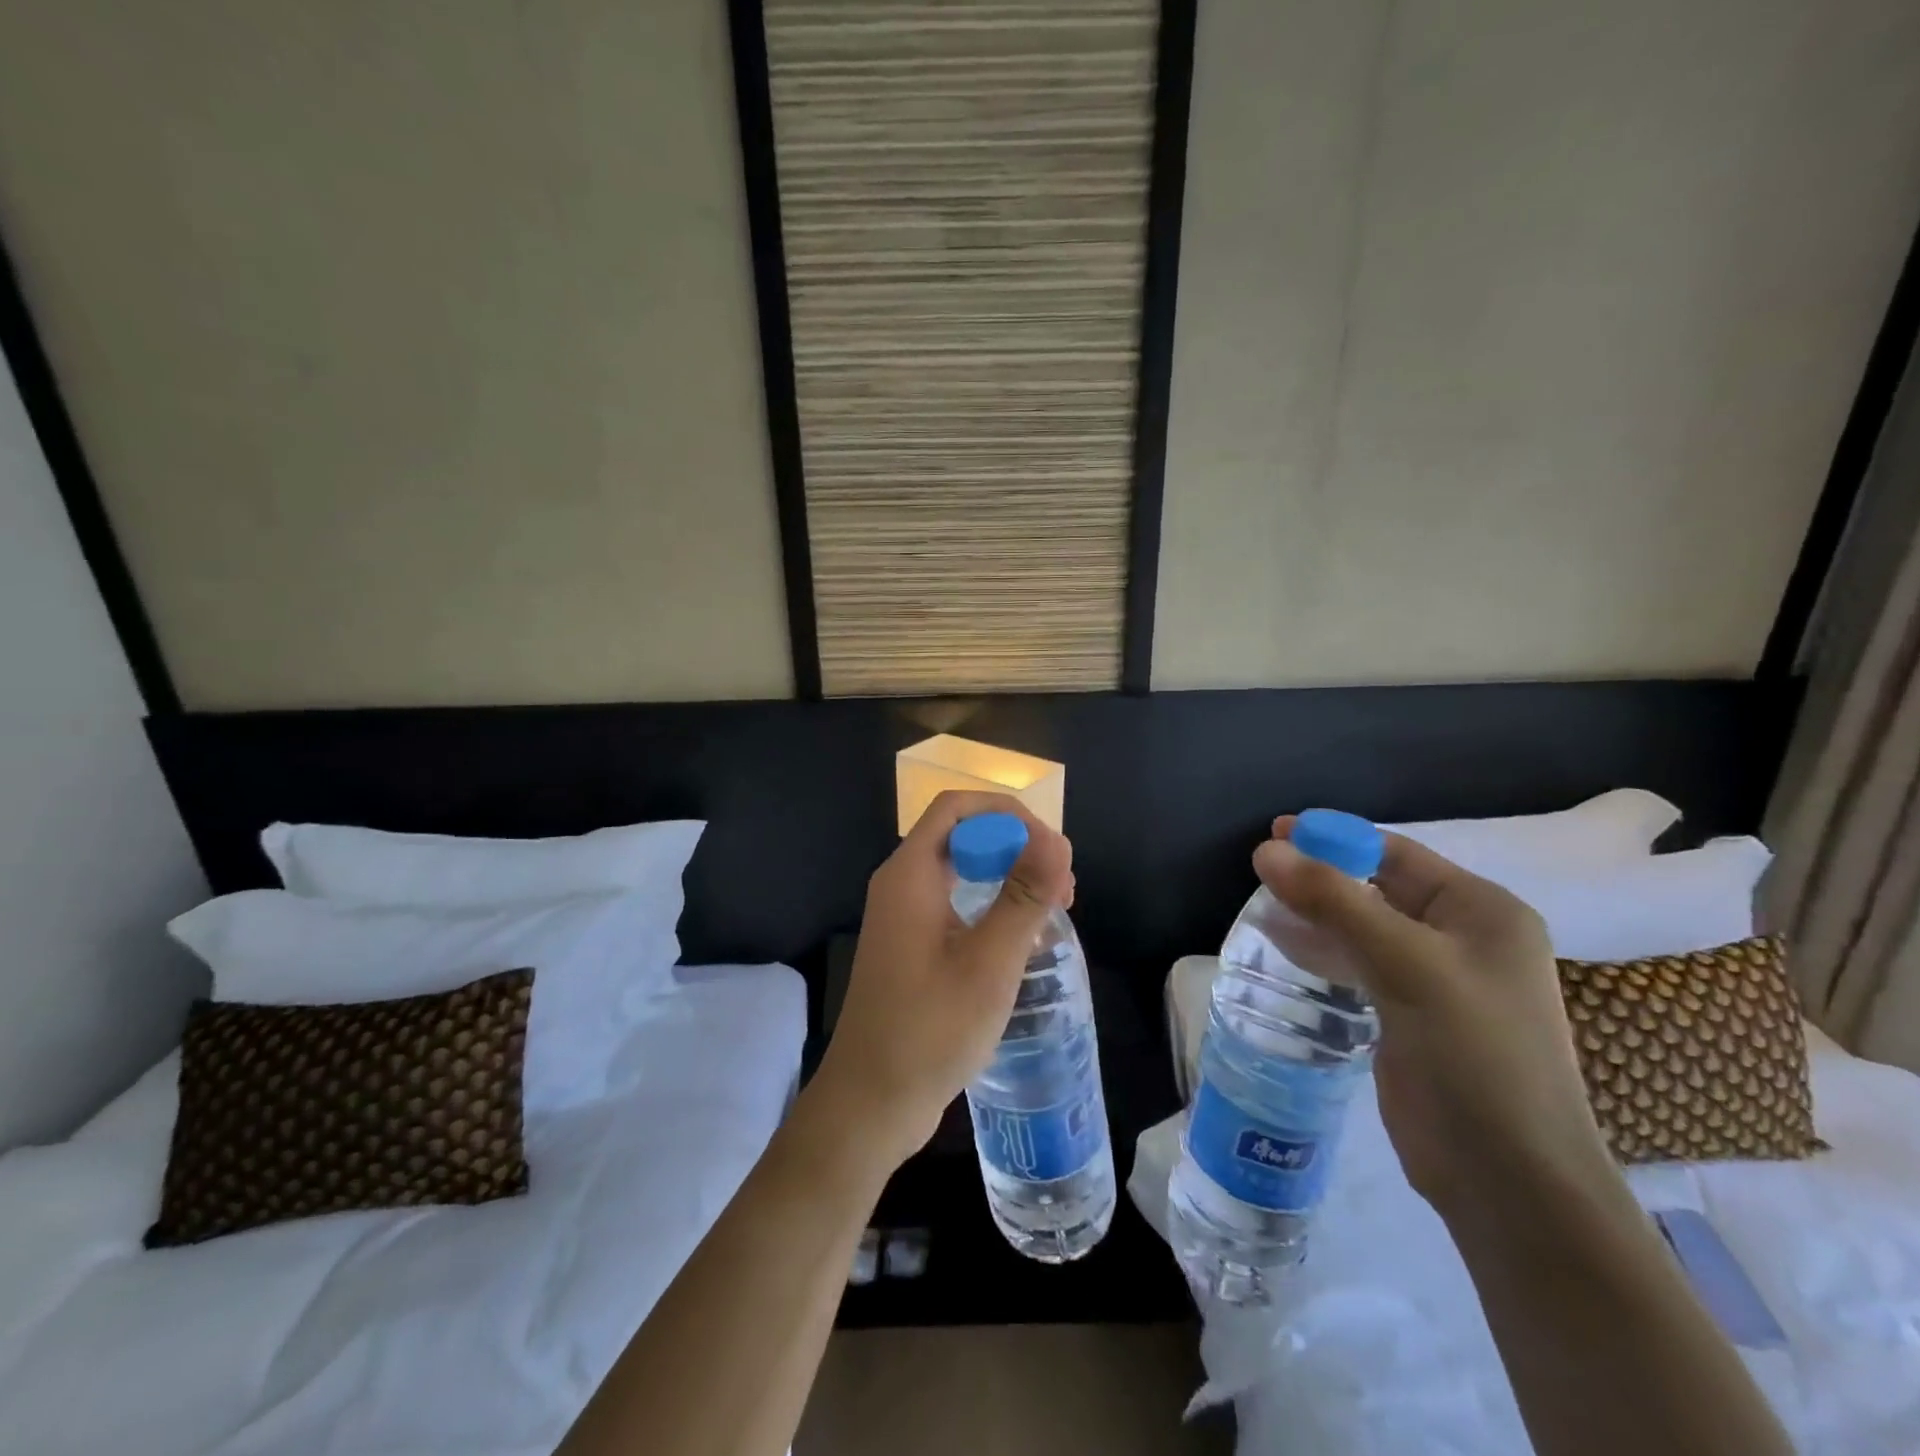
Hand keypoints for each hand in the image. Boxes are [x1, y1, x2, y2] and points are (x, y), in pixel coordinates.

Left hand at [810, 791, 1074, 1172]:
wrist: (871, 1102)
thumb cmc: (929, 1030)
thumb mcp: (988, 963)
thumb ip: (1023, 898)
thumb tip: (1057, 842)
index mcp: (910, 875)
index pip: (957, 808)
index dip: (1008, 815)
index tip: (1052, 851)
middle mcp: (901, 884)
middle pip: (961, 834)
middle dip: (1015, 845)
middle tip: (1063, 884)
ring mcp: (904, 916)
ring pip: (960, 870)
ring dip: (1007, 875)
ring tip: (1054, 907)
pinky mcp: (911, 944)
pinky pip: (954, 902)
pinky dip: (990, 904)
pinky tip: (1022, 936)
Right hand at [1255, 819, 1617, 1217]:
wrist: (1509, 1179)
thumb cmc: (1474, 1055)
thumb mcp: (1405, 964)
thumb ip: (1334, 900)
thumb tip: (1266, 849)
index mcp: (1481, 912)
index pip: (1396, 855)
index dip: (1335, 838)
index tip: (1275, 833)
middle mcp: (1463, 938)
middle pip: (1377, 888)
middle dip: (1321, 877)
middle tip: (1260, 873)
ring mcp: (1437, 980)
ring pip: (1363, 927)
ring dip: (1316, 914)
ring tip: (1262, 907)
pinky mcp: (1411, 1015)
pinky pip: (1359, 965)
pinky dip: (1323, 950)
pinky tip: (1284, 947)